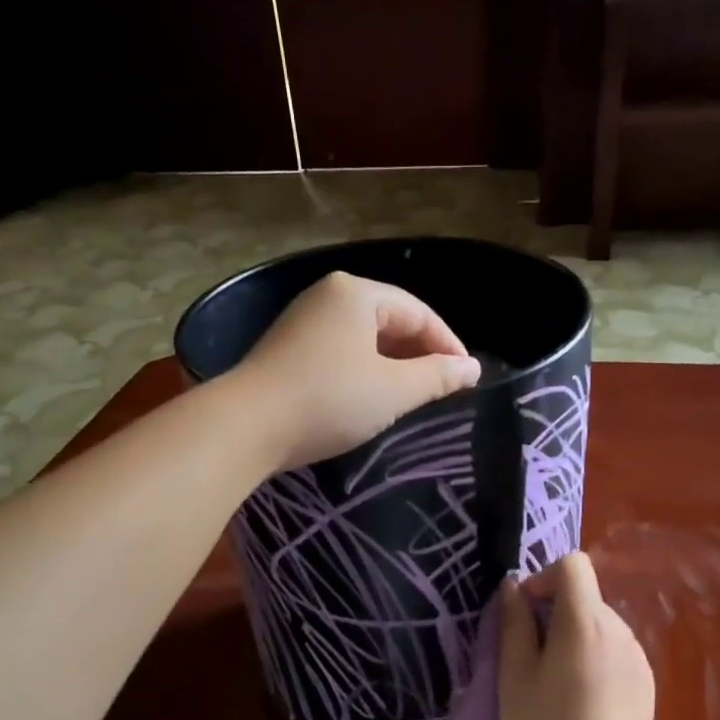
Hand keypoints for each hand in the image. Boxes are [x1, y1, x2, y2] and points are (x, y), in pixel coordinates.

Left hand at [230, 271, 481, 470]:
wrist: (247, 426)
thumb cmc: (329, 400)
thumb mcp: (393, 390)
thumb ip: (437, 377)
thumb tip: (472, 368)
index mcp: (357, 294)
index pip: (418, 312)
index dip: (448, 345)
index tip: (467, 379)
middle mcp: (329, 296)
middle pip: (390, 321)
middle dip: (420, 354)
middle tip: (442, 389)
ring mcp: (304, 321)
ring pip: (365, 338)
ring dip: (393, 365)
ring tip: (412, 397)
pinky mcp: (288, 349)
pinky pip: (341, 352)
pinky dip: (365, 371)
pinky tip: (371, 397)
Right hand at [498, 553, 655, 719]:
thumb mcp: (515, 675)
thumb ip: (513, 624)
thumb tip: (512, 588)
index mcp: (583, 619)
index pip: (572, 565)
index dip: (544, 577)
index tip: (525, 611)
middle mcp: (617, 627)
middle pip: (584, 598)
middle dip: (554, 614)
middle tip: (532, 656)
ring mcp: (636, 654)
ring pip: (599, 626)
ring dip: (575, 639)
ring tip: (558, 683)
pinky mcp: (645, 680)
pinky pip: (614, 652)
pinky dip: (595, 660)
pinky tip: (584, 700)